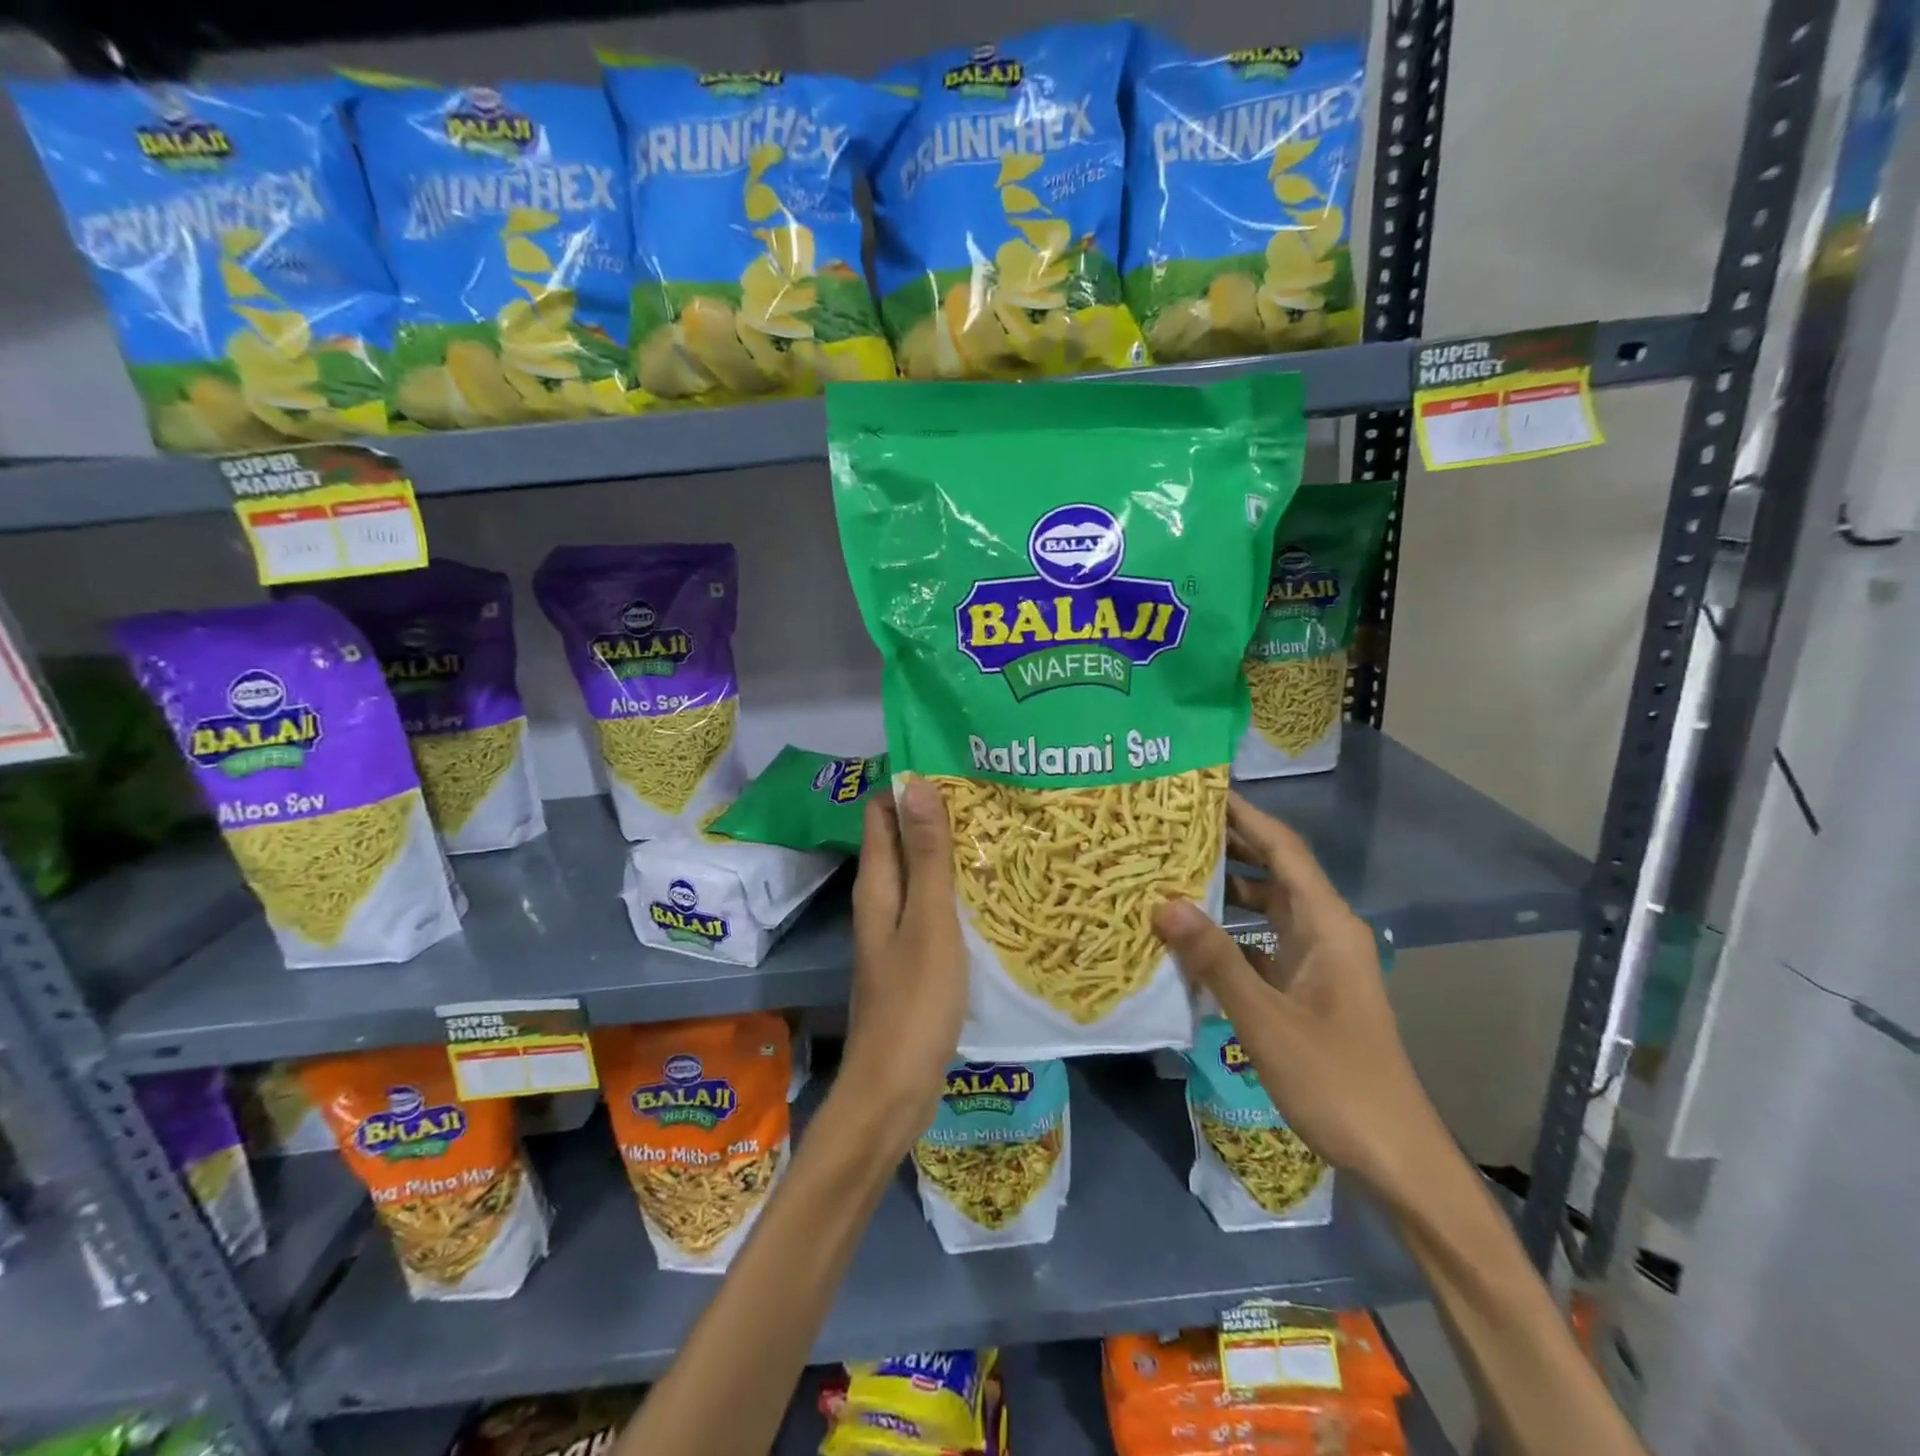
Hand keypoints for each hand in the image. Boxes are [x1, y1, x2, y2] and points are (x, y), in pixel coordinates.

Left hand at [840, 779, 966, 1153]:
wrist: (895, 1087)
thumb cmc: (915, 1000)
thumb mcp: (930, 921)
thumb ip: (927, 856)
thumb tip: (916, 782)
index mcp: (877, 885)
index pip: (882, 813)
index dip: (910, 786)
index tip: (955, 767)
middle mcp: (880, 901)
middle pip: (902, 841)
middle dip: (937, 816)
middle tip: (990, 796)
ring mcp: (896, 932)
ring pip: (920, 876)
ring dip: (949, 853)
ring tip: (999, 833)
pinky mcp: (913, 959)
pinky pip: (932, 909)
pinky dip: (955, 891)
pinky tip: (991, 893)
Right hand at [1152, 793, 1446, 1205]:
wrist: (1395, 1156)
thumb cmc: (1337, 1082)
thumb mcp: (1267, 1020)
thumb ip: (1216, 960)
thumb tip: (1163, 903)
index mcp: (1328, 924)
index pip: (1283, 849)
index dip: (1245, 815)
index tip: (1199, 790)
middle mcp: (1324, 931)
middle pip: (1273, 871)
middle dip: (1226, 845)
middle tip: (1168, 827)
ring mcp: (1315, 961)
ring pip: (1265, 908)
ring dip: (1224, 889)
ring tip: (1168, 871)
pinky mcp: (1304, 988)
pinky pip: (1261, 943)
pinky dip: (1228, 933)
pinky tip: (1188, 938)